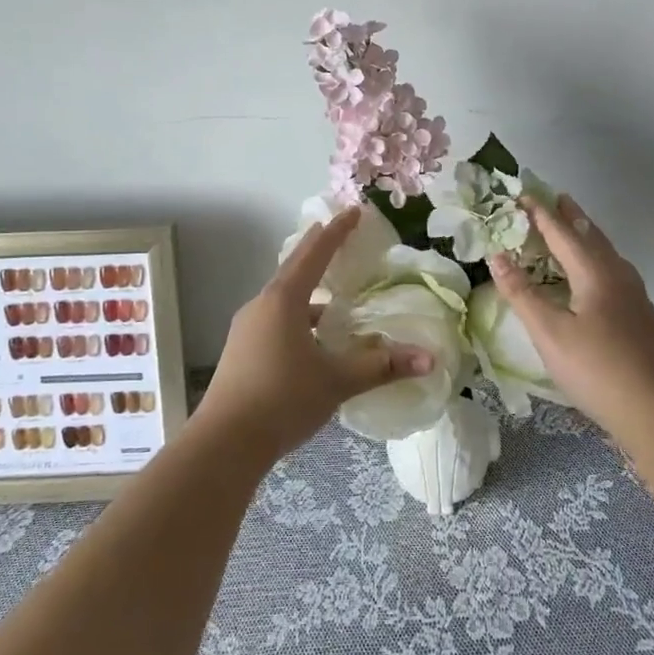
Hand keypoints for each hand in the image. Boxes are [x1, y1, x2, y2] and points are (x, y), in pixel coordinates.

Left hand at [194, 207, 433, 462]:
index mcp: (284, 301)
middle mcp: (262, 305)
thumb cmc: (283, 399)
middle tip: (336, 233)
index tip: (353, 211)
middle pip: (294, 268)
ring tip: (330, 292)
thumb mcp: (337, 381)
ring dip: (306, 288)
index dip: (337, 232)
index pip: (315, 254)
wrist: (224, 444)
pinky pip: (275, 318)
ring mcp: (247, 328)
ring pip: (283, 296)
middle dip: (317, 250)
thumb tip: (429, 359)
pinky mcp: (242, 350)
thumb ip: (382, 366)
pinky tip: (312, 338)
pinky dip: (297, 316)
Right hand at [488, 194, 653, 438]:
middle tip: (557, 198)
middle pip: (591, 236)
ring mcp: (635, 296)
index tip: (523, 195)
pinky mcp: (641, 316)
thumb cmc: (596, 368)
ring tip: (575, 230)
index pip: (562, 233)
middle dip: (572, 217)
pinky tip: (596, 277)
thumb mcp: (549, 332)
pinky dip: (597, 259)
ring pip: (607, 254)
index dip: (541, 214)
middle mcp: (618, 275)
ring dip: (587, 237)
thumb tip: (496, 256)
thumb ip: (522, 293)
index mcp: (594, 273)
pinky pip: (614, 271)